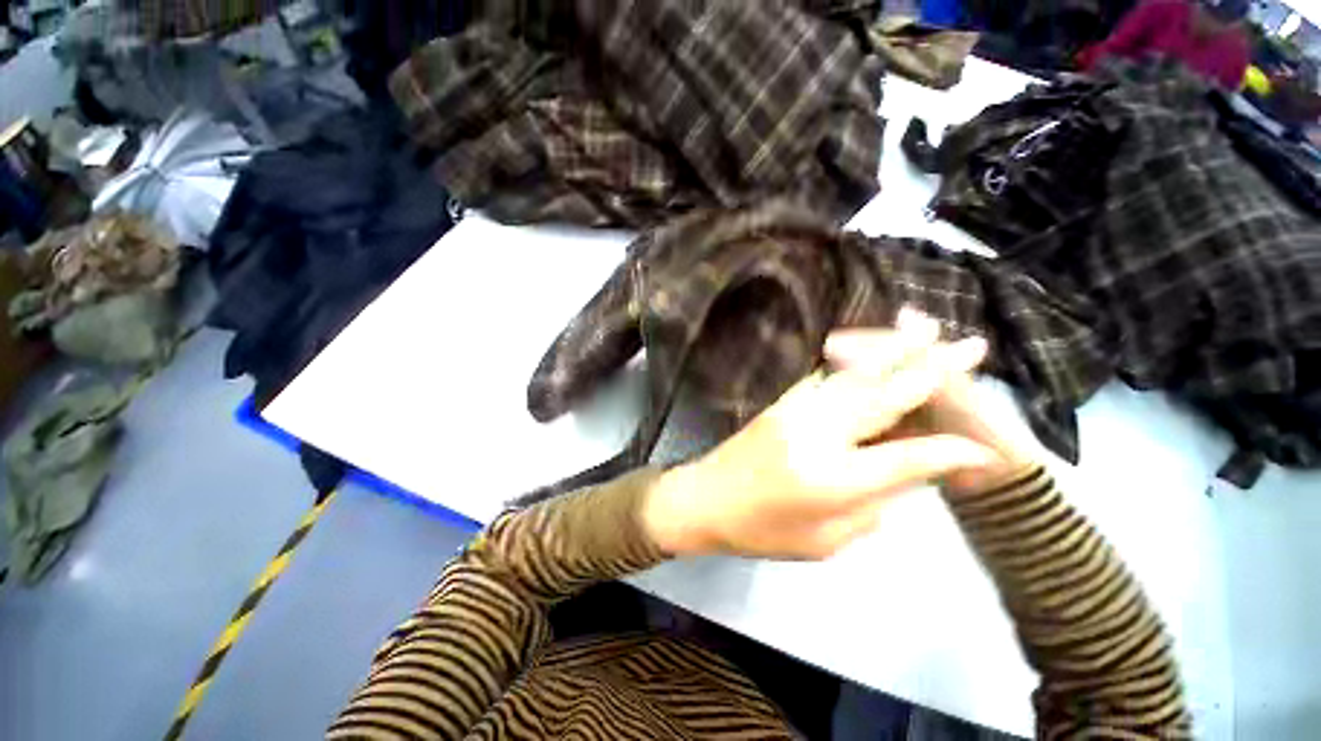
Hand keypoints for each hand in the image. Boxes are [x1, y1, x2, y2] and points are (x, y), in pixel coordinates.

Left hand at [642, 311, 997, 559]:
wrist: (704, 499)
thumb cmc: (760, 532)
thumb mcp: (824, 541)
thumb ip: (871, 508)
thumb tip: (902, 476)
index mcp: (833, 479)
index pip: (908, 457)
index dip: (952, 453)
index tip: (987, 449)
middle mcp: (818, 434)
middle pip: (885, 396)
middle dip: (933, 370)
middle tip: (973, 345)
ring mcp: (796, 410)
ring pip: (856, 376)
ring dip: (895, 351)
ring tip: (926, 327)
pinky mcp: (781, 401)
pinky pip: (826, 378)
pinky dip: (856, 362)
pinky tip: (873, 351)